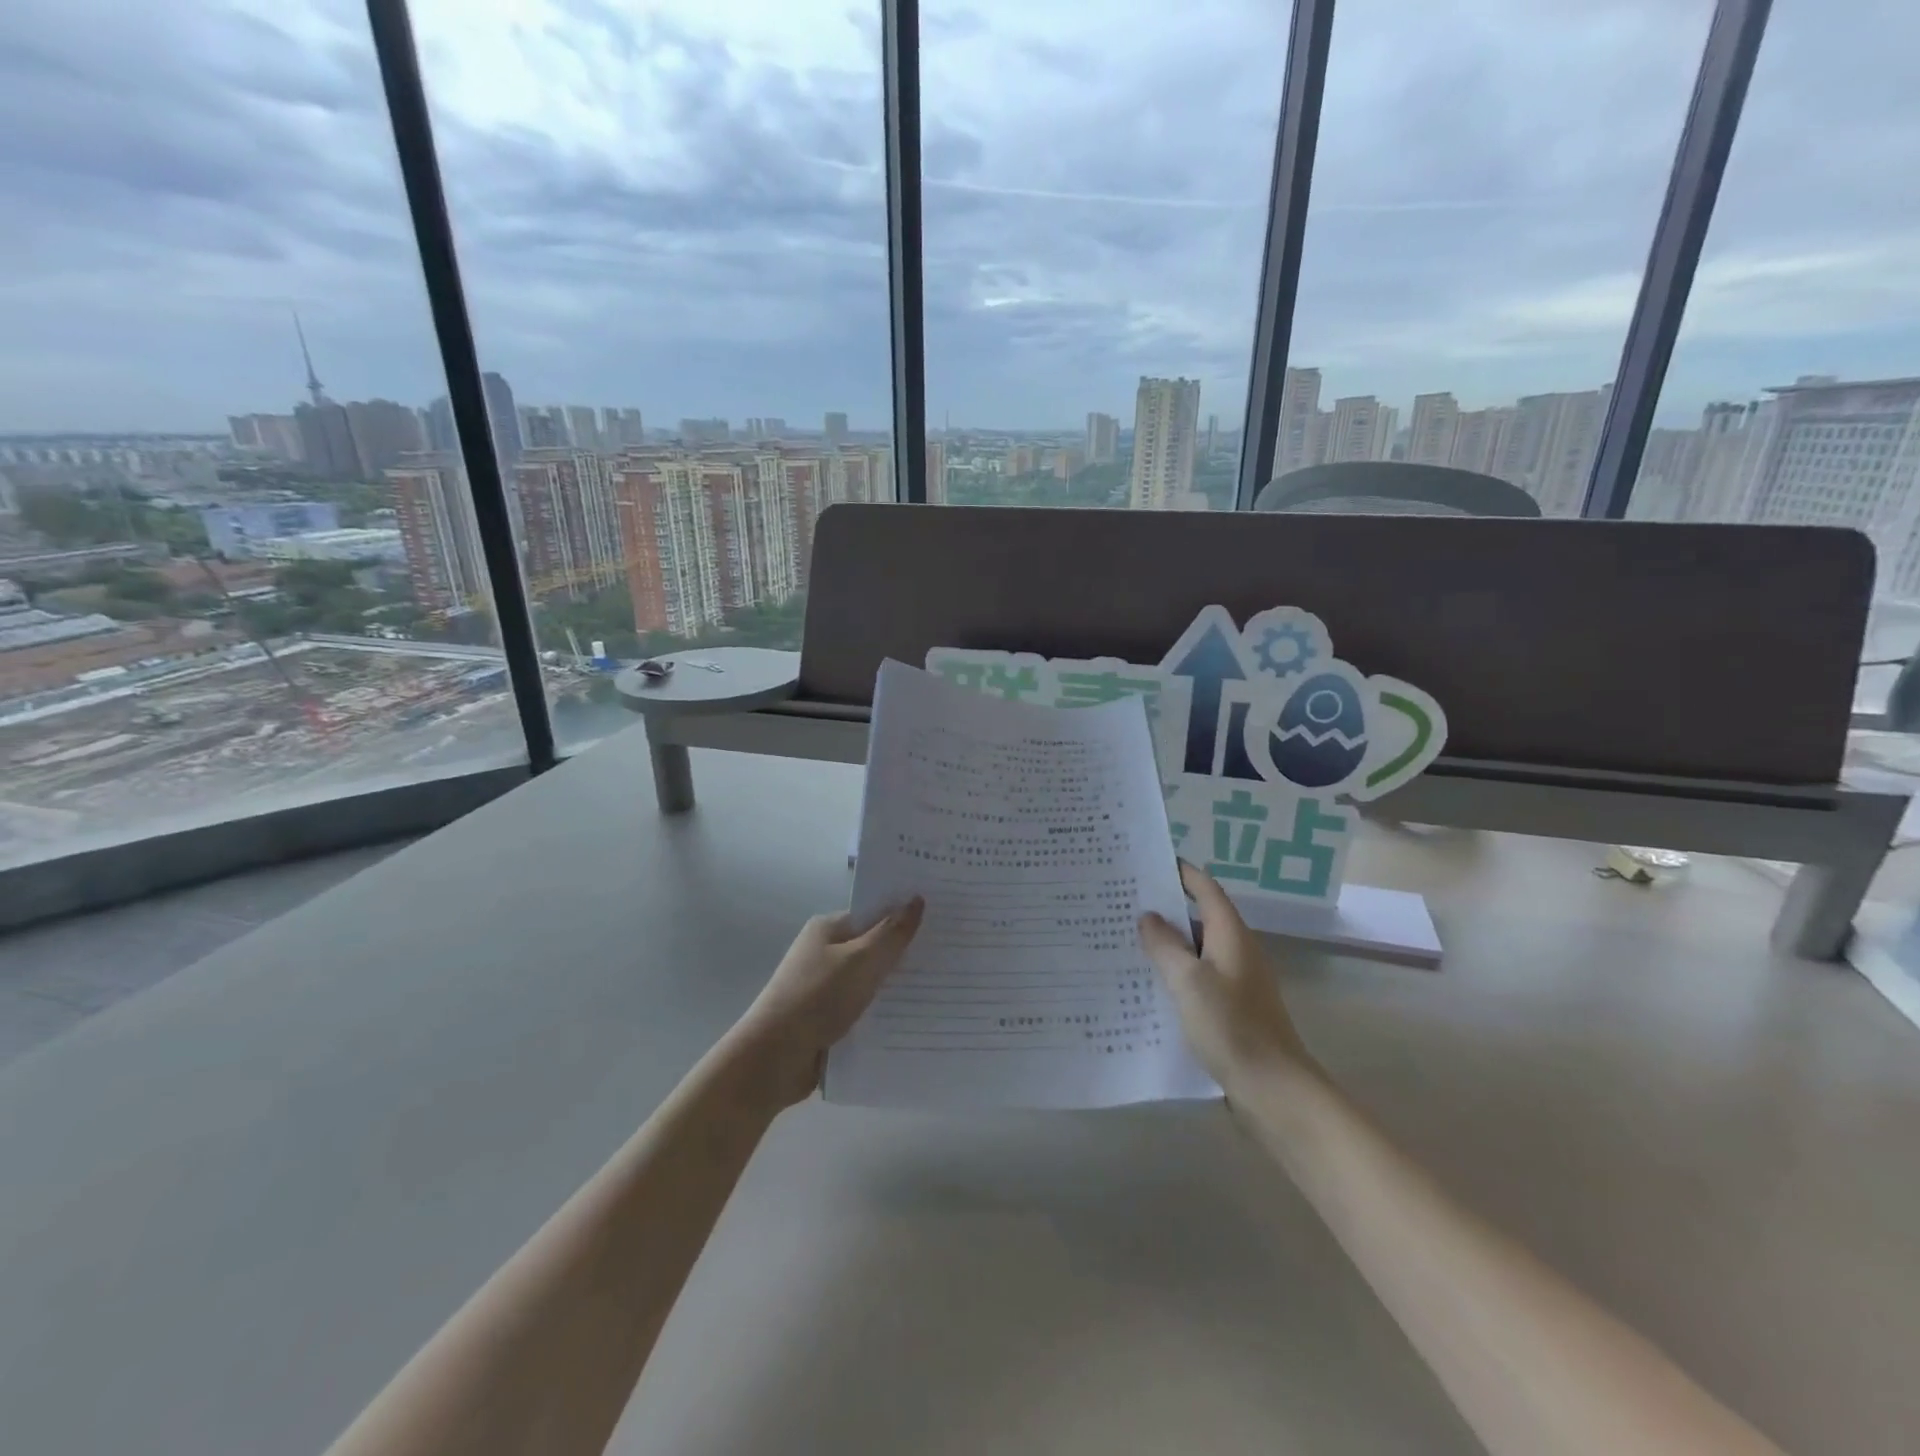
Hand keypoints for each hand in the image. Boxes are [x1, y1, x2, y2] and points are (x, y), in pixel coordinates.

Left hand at [731, 900, 924, 1108]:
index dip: (905, 915)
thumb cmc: (817, 997)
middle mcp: (826, 952)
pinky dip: (885, 1012)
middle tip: (952, 954)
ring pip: (872, 980)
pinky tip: (916, 1018)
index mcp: (828, 929)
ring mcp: (826, 987)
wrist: (774, 1058)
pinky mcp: (829, 1018)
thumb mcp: (861, 960)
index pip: (874, 913)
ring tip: (944, 988)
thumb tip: (917, 899)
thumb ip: (892, 932)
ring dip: (898, 986)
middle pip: (875, 946)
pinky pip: (865, 1008)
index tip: (943, 920)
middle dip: (906, 952)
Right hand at [1139, 862, 1308, 1091]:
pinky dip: (1176, 972)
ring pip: (1197, 949)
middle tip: (1124, 901)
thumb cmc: (1231, 1027)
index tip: (1147, 862)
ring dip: (1168, 942)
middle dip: (1166, 907)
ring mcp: (1237, 981)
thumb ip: (1165, 945)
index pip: (1205, 888)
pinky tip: (1149, 983)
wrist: (1275, 1090)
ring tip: (1127, 939)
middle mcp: (1237, 951)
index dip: (1180, 872)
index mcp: (1231, 935)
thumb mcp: (1189, 981)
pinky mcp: (1233, 1008)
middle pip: (1200, 916)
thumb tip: (1148, 916)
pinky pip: (1199, 977)